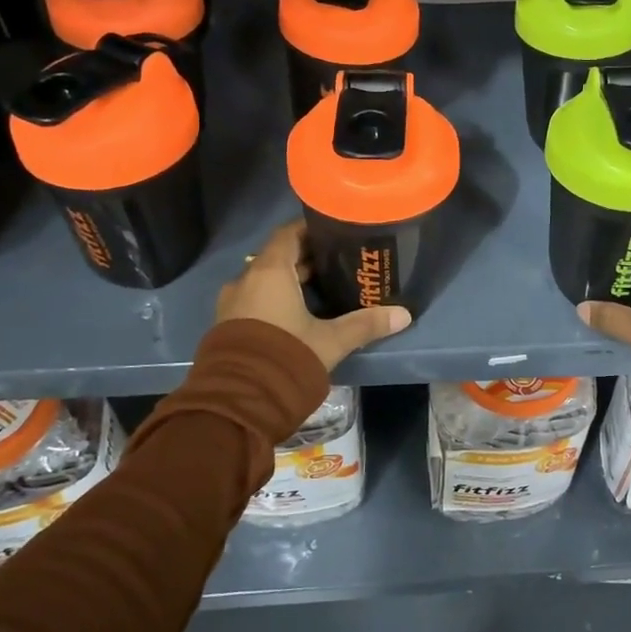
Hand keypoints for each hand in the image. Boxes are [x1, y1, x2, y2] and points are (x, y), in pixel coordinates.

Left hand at [215, 220, 411, 370]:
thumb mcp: (331, 340)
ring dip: (289, 281)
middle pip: (278, 257)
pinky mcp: (227, 326)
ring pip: (265, 280)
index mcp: (270, 271)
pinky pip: (254, 300)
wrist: (237, 401)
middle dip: (305, 258)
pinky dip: (274, 298)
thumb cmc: (286, 356)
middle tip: (337, 261)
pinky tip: (297, 314)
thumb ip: (365, 324)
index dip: (310, 229)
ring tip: (322, 288)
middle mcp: (246, 280)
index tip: (334, 231)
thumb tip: (404, 314)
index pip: (288, 234)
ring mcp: (232, 303)